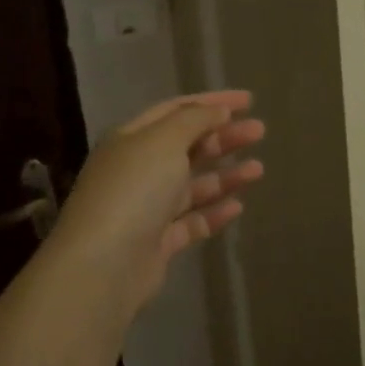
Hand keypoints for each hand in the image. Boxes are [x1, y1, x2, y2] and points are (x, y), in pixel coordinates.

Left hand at [47, 91, 264, 320]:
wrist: (105, 264)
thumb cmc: (134, 190)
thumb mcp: (164, 141)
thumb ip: (194, 120)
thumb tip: (218, 112)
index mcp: (132, 138)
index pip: (176, 110)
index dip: (212, 103)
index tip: (249, 101)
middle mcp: (137, 170)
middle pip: (187, 146)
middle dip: (224, 136)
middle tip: (260, 132)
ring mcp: (147, 208)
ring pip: (193, 185)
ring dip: (226, 174)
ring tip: (259, 170)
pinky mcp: (158, 242)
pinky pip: (192, 221)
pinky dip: (215, 212)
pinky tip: (239, 206)